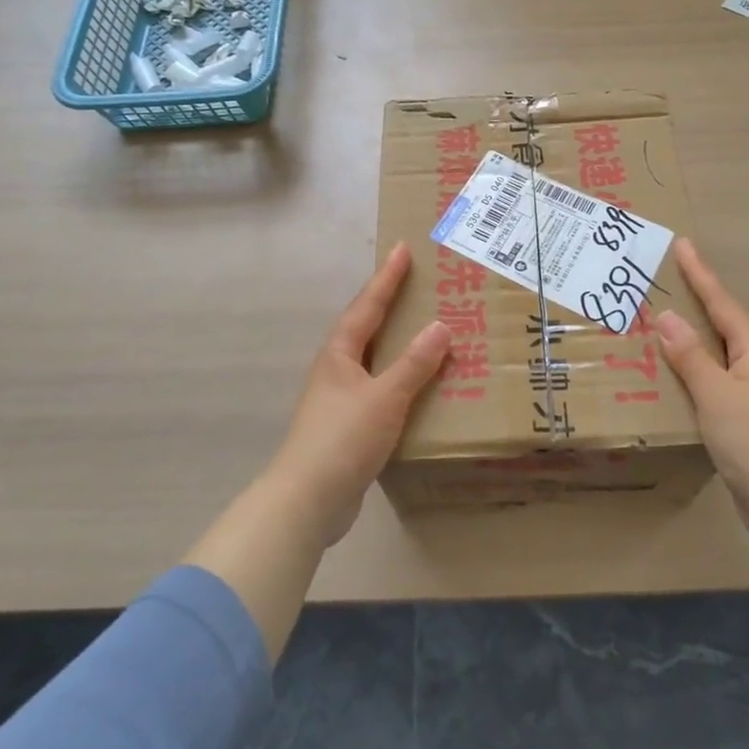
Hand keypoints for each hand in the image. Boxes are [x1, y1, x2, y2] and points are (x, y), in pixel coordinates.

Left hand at [264, 241, 450, 547]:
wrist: (308, 500)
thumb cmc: (344, 438)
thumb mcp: (385, 396)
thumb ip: (414, 363)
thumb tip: (440, 326)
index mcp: (341, 353)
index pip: (368, 305)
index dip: (387, 277)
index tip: (402, 248)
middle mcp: (336, 368)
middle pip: (366, 326)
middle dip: (389, 303)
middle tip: (416, 282)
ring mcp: (339, 397)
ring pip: (373, 357)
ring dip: (396, 341)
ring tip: (424, 328)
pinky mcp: (347, 424)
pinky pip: (379, 386)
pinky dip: (399, 377)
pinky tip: (418, 386)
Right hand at [654, 238, 748, 545]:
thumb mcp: (716, 393)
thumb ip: (690, 355)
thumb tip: (666, 317)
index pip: (721, 303)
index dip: (701, 274)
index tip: (683, 245)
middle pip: (719, 322)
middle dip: (695, 298)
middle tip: (666, 276)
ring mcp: (747, 392)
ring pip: (712, 351)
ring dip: (688, 333)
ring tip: (658, 318)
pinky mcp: (738, 417)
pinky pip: (707, 378)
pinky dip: (687, 367)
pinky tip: (667, 373)